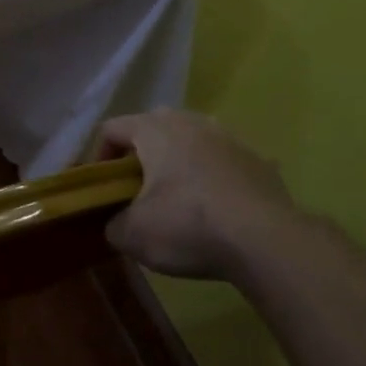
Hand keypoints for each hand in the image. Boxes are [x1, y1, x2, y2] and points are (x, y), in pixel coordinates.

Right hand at [97, 109, 299, 279]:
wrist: (268, 242)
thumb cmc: (187, 226)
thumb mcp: (130, 235)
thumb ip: (112, 223)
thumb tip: (117, 222)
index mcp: (155, 130)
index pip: (112, 129)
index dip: (97, 156)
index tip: (101, 187)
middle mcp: (192, 123)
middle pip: (153, 127)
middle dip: (139, 154)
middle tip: (134, 188)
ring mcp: (231, 139)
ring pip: (191, 141)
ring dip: (177, 163)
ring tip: (174, 198)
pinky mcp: (260, 162)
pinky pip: (222, 163)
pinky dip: (210, 179)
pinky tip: (212, 210)